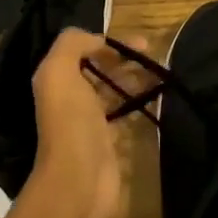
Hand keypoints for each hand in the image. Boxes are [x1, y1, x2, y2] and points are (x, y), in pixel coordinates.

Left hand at [28, 28, 143, 217]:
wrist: (79, 178)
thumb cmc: (70, 121)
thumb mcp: (59, 71)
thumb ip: (72, 44)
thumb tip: (98, 39)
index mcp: (56, 79)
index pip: (82, 51)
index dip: (108, 42)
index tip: (139, 42)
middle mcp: (70, 97)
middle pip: (99, 70)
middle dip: (125, 59)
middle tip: (155, 55)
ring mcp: (89, 120)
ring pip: (114, 90)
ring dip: (135, 79)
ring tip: (161, 72)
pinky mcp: (108, 140)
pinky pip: (125, 113)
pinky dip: (139, 102)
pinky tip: (157, 96)